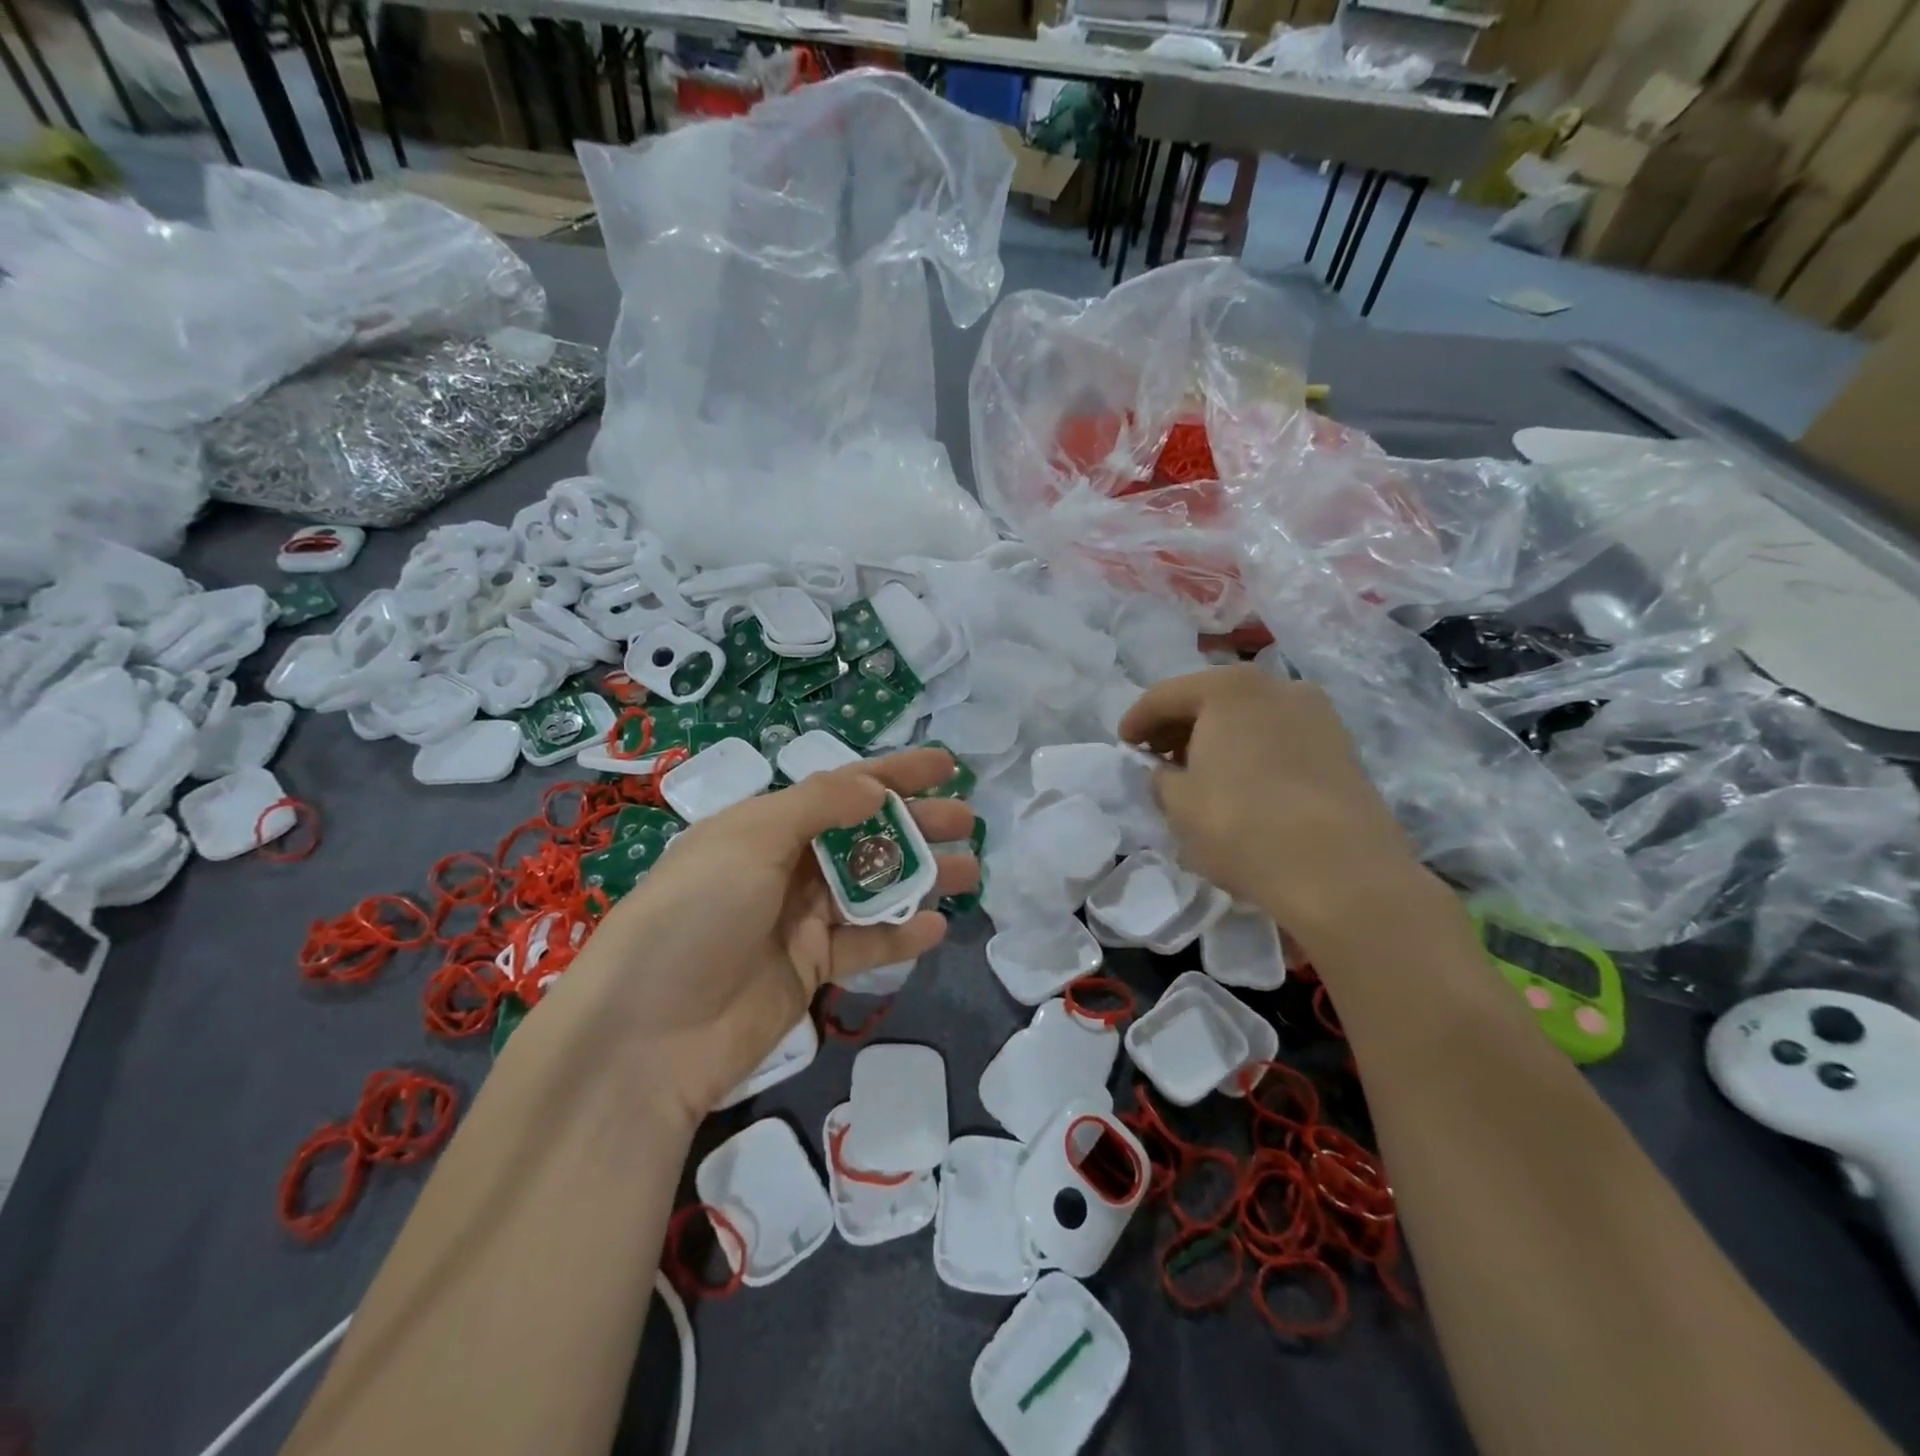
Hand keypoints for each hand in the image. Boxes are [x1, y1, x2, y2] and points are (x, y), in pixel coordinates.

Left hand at [557, 746, 977, 1126]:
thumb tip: (877, 787)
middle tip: (968, 822)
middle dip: (916, 825)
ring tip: (970, 871)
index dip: (894, 774)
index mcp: (766, 825)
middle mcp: (785, 866)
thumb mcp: (752, 840)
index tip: (946, 766)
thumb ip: (819, 806)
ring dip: (919, 878)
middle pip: (865, 836)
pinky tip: (936, 929)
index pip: (842, 789)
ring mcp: (798, 920)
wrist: (647, 1033)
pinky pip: (863, 944)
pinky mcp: (809, 969)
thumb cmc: (698, 913)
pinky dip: (899, 936)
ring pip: (872, 889)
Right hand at [1119, 666, 1423, 947]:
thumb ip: (1160, 777)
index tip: (1124, 746)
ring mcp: (1317, 715)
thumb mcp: (1178, 804)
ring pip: (1250, 718)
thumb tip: (1165, 772)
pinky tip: (1242, 785)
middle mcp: (1277, 686)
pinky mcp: (1341, 748)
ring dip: (1218, 739)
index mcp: (1229, 688)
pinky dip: (1252, 752)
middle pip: (1212, 699)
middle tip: (1157, 759)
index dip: (1137, 721)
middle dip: (1179, 727)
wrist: (1340, 871)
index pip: (1166, 695)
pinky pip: (1279, 739)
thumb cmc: (1241, 825)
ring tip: (1199, 774)